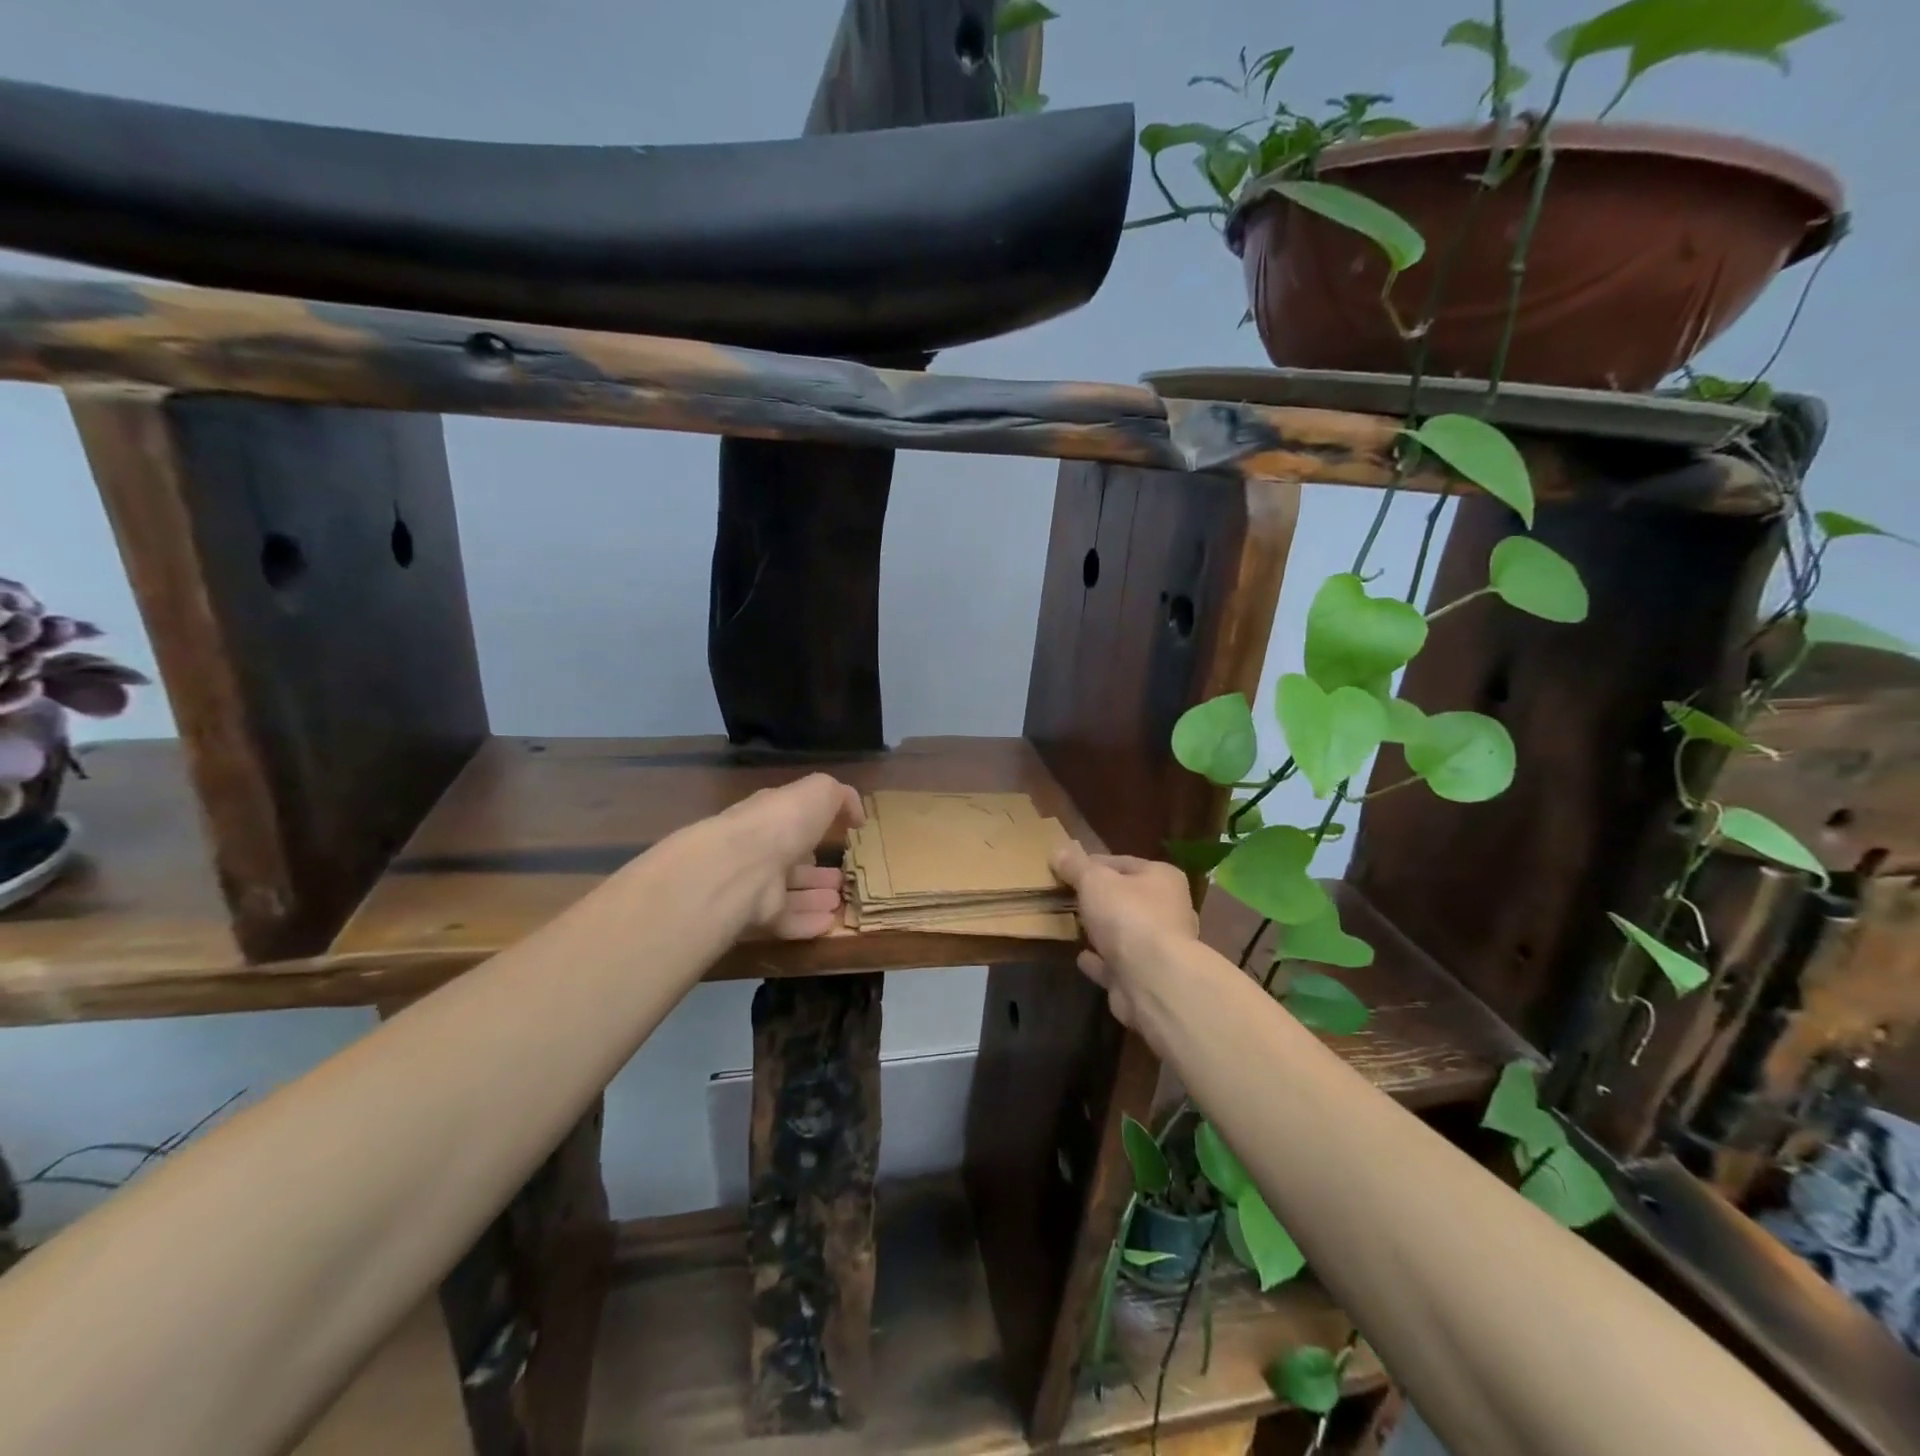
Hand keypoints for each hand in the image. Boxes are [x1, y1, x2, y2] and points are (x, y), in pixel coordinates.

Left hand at [715, 774, 863, 939]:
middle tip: (842, 878)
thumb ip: (841, 797)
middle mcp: (760, 849)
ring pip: (789, 893)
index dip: (817, 828)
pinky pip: (787, 922)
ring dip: (815, 897)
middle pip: (792, 861)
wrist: (744, 865)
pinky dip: (808, 923)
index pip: (794, 822)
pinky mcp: (757, 917)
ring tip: (840, 901)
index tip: (842, 837)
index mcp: (772, 816)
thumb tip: (856, 816)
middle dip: (816, 870)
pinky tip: (831, 923)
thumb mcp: (821, 792)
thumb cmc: (784, 822)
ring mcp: (756, 885)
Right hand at [1050, 843, 1198, 1026]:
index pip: (1123, 863)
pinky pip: (1115, 964)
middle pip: (1126, 898)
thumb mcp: (1094, 881)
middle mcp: (1167, 910)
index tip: (1067, 869)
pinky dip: (1100, 961)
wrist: (1151, 980)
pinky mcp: (1144, 978)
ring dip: (1101, 931)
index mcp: (1163, 879)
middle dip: (1100, 899)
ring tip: (1072, 925)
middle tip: (1068, 897)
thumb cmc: (1127, 916)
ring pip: (1123, 933)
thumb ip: (1076, 866)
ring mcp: (1158, 948)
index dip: (1094, 863)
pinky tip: (1081, 957)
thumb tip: (1058, 851)